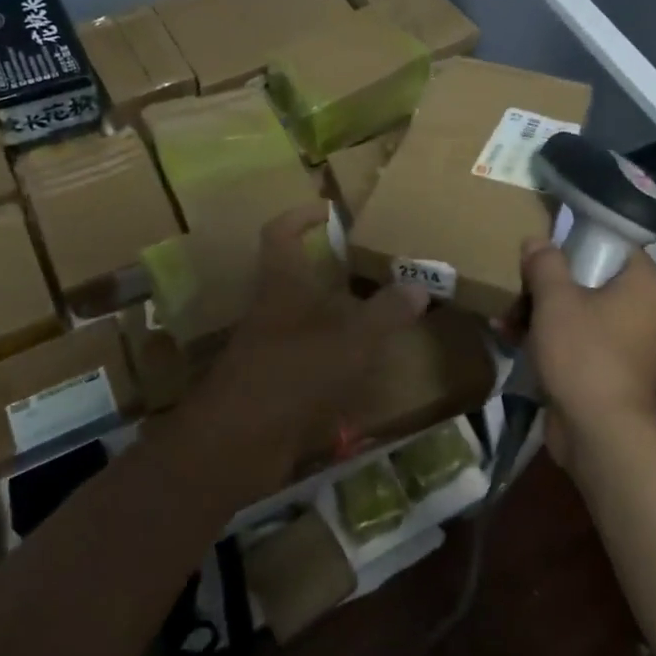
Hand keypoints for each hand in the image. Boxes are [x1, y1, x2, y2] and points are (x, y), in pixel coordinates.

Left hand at [195, 203, 428, 495]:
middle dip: (329, 272)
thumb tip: (419, 285)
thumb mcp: (351, 340)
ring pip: (303, 320)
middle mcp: (270, 311)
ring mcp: (267, 350)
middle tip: (369, 270)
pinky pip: (305, 360)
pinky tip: (360, 370)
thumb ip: (386, 312)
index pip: (281, 233)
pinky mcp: (270, 385)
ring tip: (375, 318)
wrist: (236, 446)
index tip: (329, 210)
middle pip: (294, 277)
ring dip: (334, 317)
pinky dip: (331, 359)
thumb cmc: (294, 374)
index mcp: (281, 285)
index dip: (301, 216)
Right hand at [520, 238, 655, 464]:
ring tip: (503, 313)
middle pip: (589, 275)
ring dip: (538, 309)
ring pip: (576, 308)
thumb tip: (537, 241)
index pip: (612, 241)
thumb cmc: (584, 354)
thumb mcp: (556, 300)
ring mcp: (623, 340)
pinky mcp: (604, 366)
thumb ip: (545, 263)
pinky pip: (573, 338)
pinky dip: (545, 335)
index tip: (542, 242)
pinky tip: (507, 334)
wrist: (601, 434)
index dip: (575, 238)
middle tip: (517, 281)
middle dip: (546, 281)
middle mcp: (640, 307)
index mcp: (643, 283)